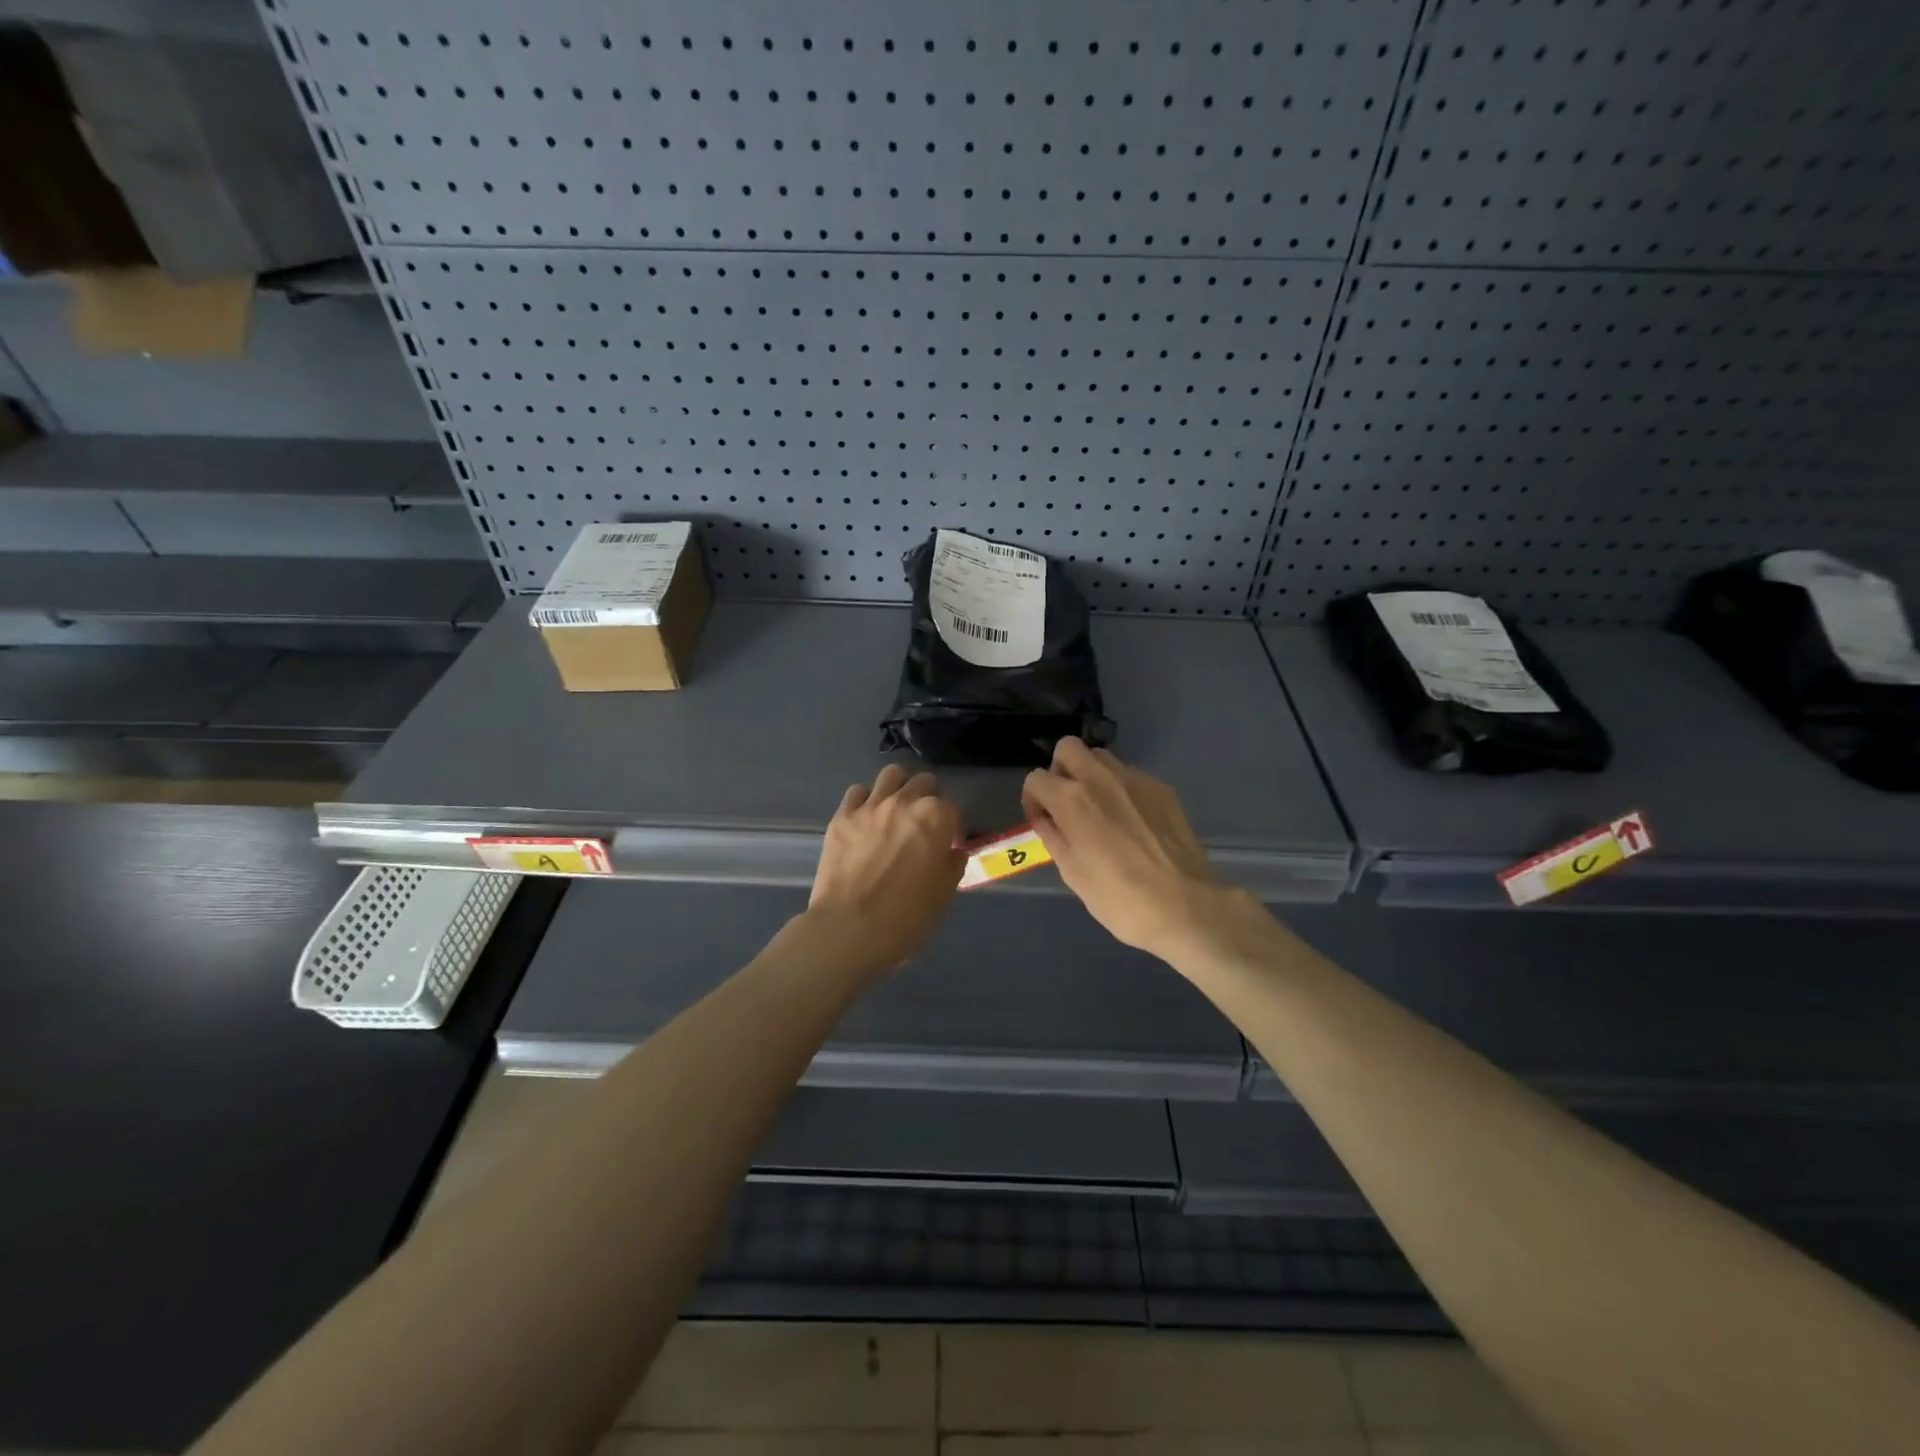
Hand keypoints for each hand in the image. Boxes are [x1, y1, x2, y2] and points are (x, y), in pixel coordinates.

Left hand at [806, 764, 965, 974]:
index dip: (951, 826)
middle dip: (928, 799)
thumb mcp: (943, 896)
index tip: (946, 844)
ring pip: (891, 775)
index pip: (952, 808)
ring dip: (898, 788)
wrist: (849, 930)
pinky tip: (866, 819)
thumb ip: (952, 866)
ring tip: (896, 810)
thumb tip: (952, 852)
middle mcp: (905, 802)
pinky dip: (866, 800)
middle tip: (923, 824)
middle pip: (924, 782)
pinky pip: (857, 792)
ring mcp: (870, 806)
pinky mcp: (842, 816)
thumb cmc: (906, 918)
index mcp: (936, 818)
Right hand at [1022, 738, 1223, 961]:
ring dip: (1091, 775)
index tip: (1042, 821)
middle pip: (1069, 748)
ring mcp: (1135, 780)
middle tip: (1066, 802)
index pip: (1036, 778)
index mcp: (1072, 800)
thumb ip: (1053, 837)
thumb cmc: (1119, 898)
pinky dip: (1121, 789)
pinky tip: (1132, 821)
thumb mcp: (1073, 874)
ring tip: (1099, 809)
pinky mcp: (1162, 789)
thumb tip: (1044, 819)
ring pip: (1101, 757)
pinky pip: (1131, 775)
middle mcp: (1101, 778)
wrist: (1185, 907)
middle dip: (1060, 769)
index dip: (1032, 799)